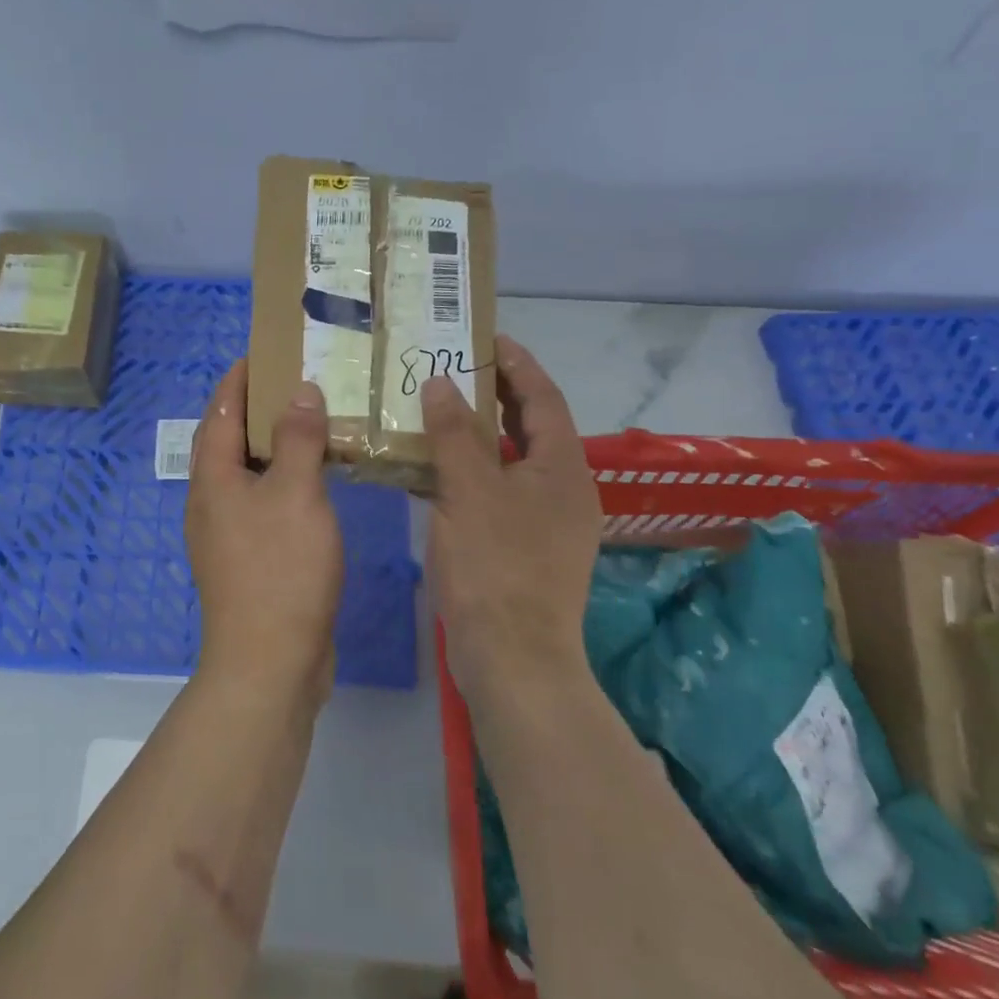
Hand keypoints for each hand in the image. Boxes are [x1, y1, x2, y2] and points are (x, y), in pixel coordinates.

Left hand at [186, 360, 345, 698]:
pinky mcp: (247, 558)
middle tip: (295, 383)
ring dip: (271, 445)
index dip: (238, 379)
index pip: (219, 411)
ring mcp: (226, 533)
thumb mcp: (296, 493)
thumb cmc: (280, 569)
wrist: (269, 662)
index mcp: (212, 478)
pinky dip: (282, 480)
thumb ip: (298, 438)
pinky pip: (261, 502)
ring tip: (309, 423)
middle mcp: (210, 501)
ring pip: (246, 473)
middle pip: (226, 440)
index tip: (262, 352)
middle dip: (254, 408)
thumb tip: (299, 391)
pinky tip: (313, 482)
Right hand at [423, 334, 603, 706]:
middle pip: (532, 427)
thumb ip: (456, 432)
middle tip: (455, 369)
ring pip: (512, 461)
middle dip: (498, 395)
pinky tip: (436, 470)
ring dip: (481, 434)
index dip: (517, 364)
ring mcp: (546, 523)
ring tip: (440, 410)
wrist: (512, 659)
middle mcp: (563, 489)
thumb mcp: (469, 490)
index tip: (486, 338)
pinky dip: (473, 472)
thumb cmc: (495, 565)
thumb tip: (441, 382)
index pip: (543, 397)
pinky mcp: (525, 549)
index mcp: (562, 468)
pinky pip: (499, 491)